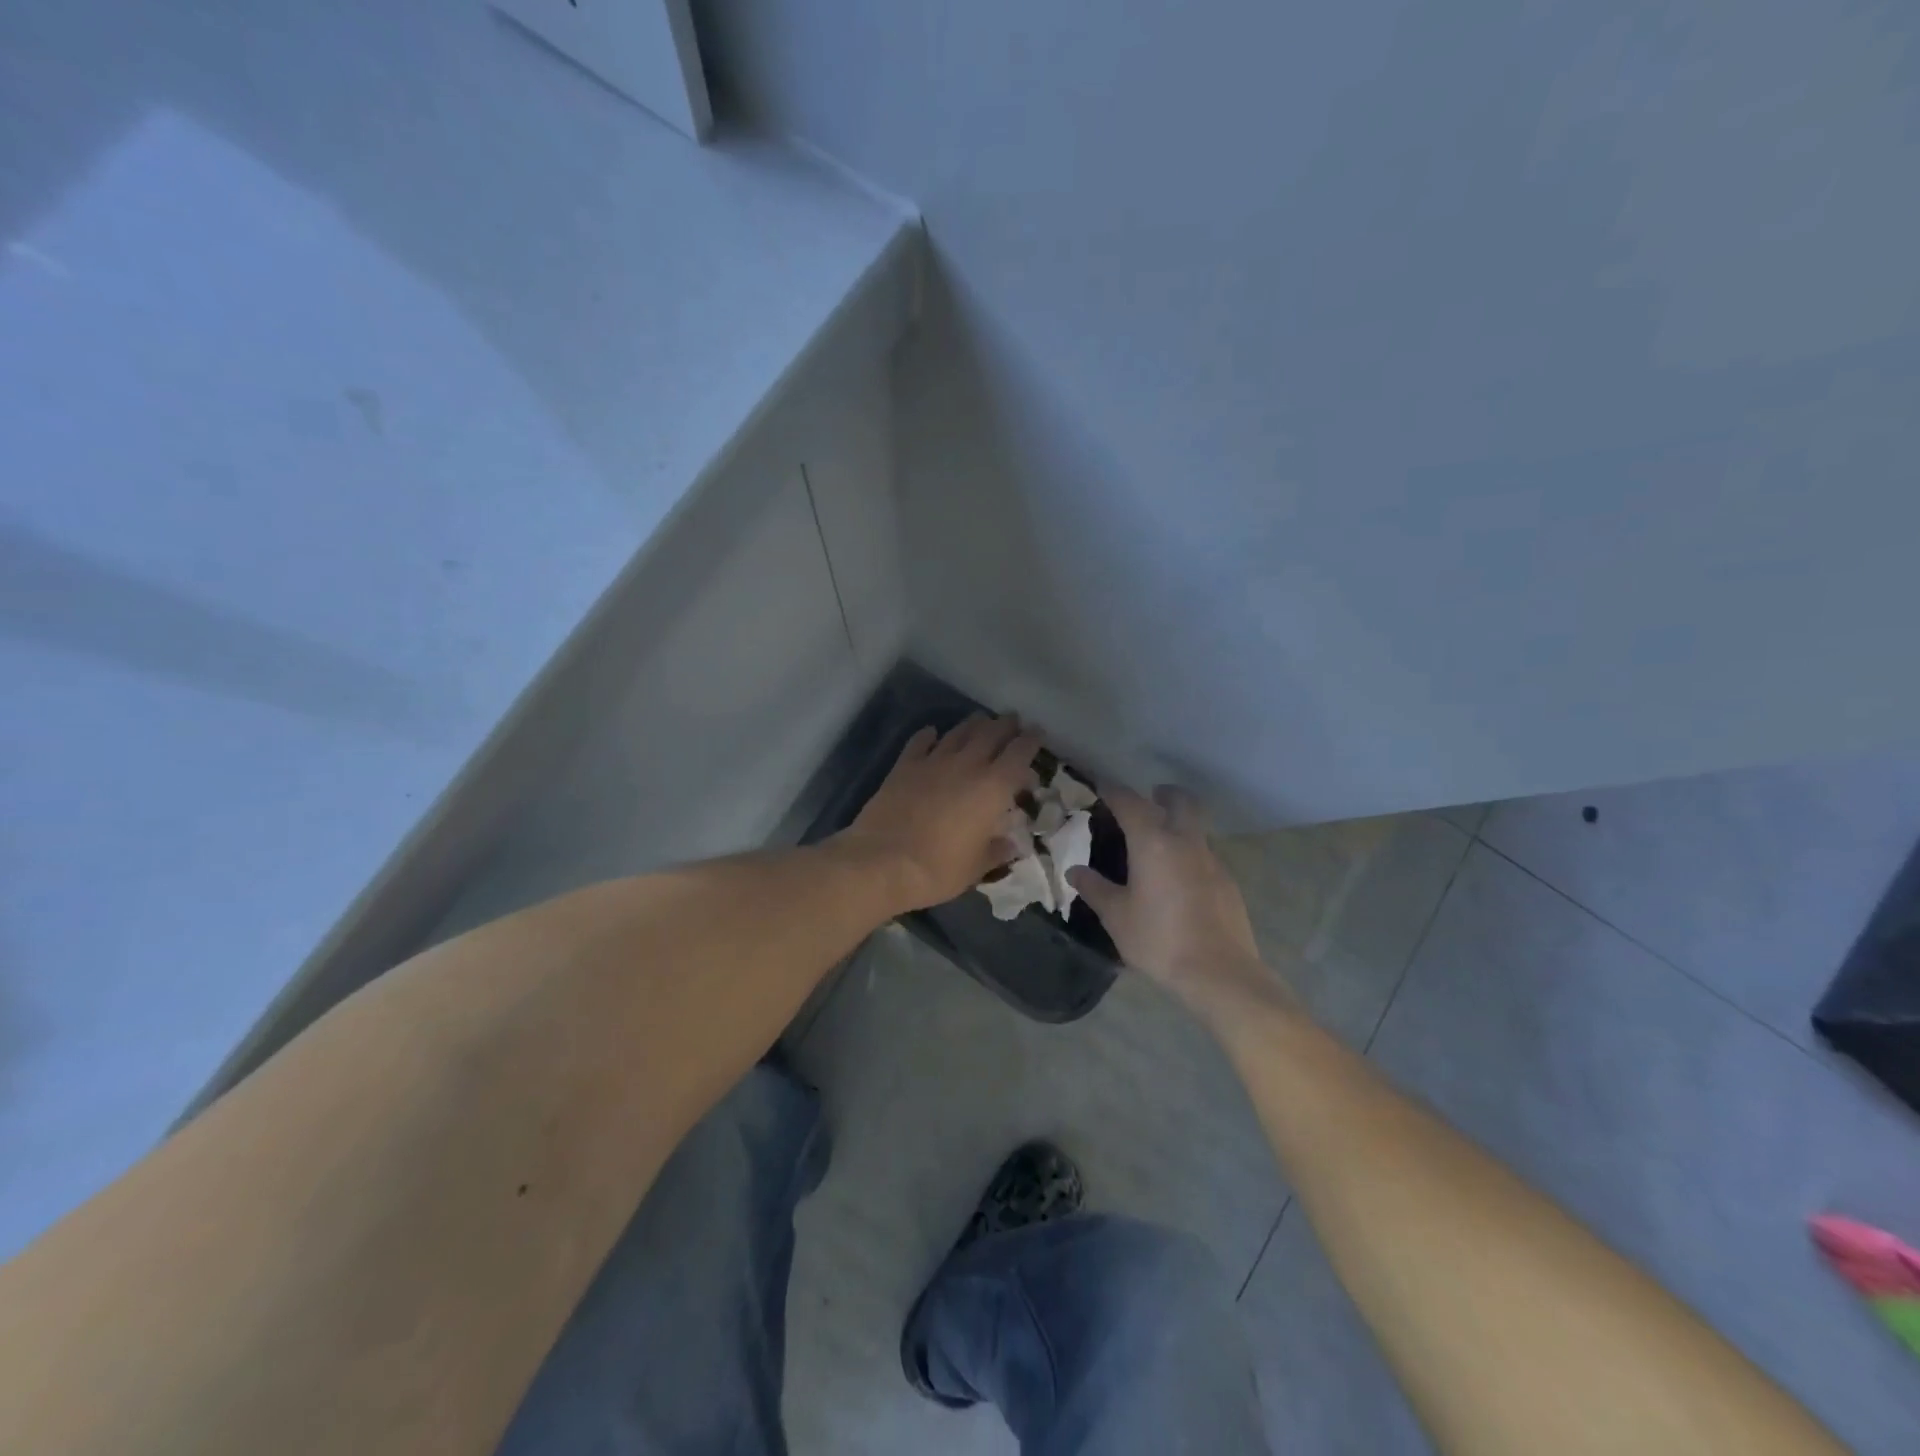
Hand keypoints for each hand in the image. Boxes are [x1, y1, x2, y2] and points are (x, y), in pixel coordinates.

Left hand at [840, 714, 1042, 912]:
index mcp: (993, 788)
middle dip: (1005, 725)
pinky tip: (933, 733)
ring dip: (974, 724)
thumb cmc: (938, 869)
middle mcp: (967, 765)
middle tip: (1013, 721)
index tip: (1038, 733)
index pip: (1019, 753)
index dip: (1031, 740)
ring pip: (959, 732)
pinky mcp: (904, 766)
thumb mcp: (977, 868)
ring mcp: (933, 762)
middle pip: (991, 733)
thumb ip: (996, 851)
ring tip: (981, 721)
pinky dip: (930, 735)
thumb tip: (1010, 845)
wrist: (882, 861)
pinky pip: (921, 741)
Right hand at [1067, 785, 1293, 1018]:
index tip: (1102, 786)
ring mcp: (1212, 860)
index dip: (1113, 791)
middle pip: (1180, 801)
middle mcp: (1185, 841)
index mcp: (1153, 842)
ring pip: (1196, 827)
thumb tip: (1074, 871)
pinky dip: (1191, 853)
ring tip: (1160, 844)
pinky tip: (1180, 878)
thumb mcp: (1116, 916)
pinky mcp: (1228, 882)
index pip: (1130, 802)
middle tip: (1149, 799)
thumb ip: (1095, 889)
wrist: (1220, 972)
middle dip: (1164, 794)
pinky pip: (1206, 854)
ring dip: (1180, 823)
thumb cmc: (1159, 939)